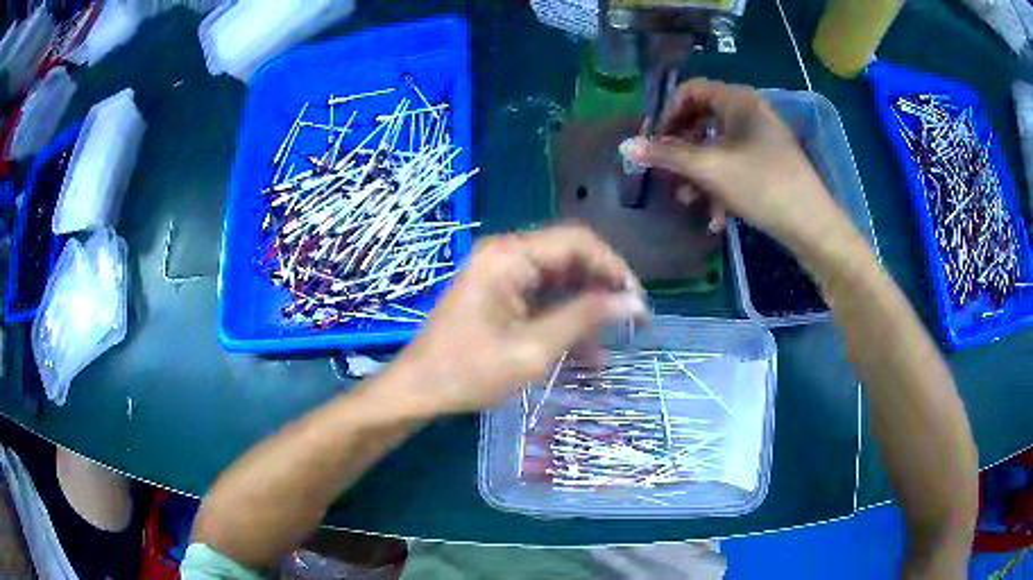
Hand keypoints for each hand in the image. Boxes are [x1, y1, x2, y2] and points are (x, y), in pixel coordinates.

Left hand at [381, 225, 645, 416]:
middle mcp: (506, 254)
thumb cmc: (469, 371)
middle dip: (603, 290)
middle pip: (570, 258)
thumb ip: (585, 318)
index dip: (614, 268)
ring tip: (606, 349)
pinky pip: (542, 296)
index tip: (637, 303)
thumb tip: (634, 303)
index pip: (578, 242)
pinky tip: (581, 352)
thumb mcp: (533, 349)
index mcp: (510, 256)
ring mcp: (501, 272)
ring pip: (560, 280)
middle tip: (630, 324)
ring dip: (585, 309)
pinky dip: (563, 319)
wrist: (419, 389)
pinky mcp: (499, 292)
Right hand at [620, 79, 854, 252]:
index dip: (667, 114)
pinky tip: (717, 217)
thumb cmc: (761, 185)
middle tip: (667, 173)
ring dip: (699, 174)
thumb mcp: (709, 168)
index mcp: (738, 100)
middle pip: (703, 121)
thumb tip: (626, 146)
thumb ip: (667, 154)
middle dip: (682, 150)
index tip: (653, 142)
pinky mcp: (770, 164)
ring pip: (718, 148)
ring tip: (689, 201)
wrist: (813, 226)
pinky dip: (722, 186)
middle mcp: (750, 112)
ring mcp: (762, 139)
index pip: (690, 91)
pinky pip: (736, 166)